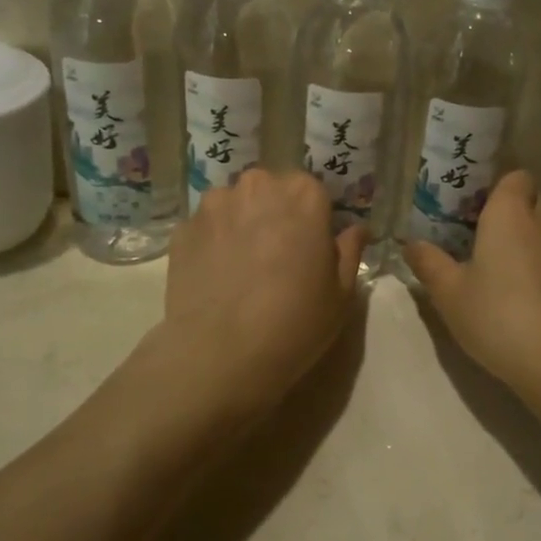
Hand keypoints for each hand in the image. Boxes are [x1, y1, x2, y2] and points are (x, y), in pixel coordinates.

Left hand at [162, 169, 367, 411]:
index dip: (315, 219)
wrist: (221, 354)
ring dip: (242, 223)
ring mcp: (214, 205)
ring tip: (242, 266)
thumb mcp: (341, 293)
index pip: (314, 192)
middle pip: (271, 191)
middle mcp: (257, 187)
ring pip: (235, 205)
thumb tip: (357, 229)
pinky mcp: (182, 229)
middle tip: (278, 255)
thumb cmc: (295, 321)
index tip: (313, 246)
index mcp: (303, 195)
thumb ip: (349, 251)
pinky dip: (213, 243)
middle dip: (276, 213)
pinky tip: (217, 277)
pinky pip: (206, 228)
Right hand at [404, 171, 540, 395]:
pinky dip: (535, 266)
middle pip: (530, 201)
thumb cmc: (497, 315)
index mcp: (511, 214)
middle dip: (506, 211)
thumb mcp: (448, 292)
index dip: (496, 185)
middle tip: (472, 234)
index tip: (469, 204)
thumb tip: (411, 243)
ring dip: (522, 241)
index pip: (516, 176)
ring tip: (491, 265)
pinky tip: (514, 294)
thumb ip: (428, 262)